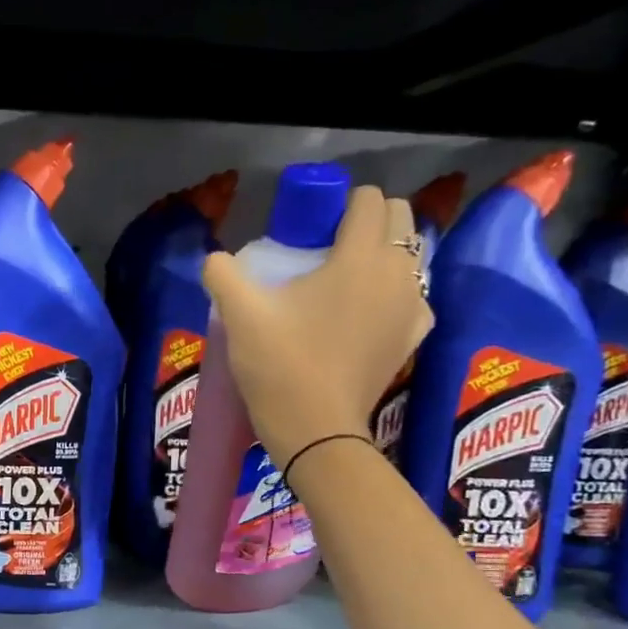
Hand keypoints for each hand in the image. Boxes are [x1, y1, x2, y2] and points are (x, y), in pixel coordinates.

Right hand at [201, 184, 432, 464]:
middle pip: (399, 217)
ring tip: (344, 280)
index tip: (310, 227)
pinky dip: (394, 292)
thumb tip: (214, 259)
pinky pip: (413, 296)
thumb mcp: (240, 316)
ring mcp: (412, 305)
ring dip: (383, 254)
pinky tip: (366, 312)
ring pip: (410, 256)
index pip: (367, 199)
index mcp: (361, 256)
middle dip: (368, 220)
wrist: (316, 429)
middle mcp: (398, 271)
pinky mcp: (413, 336)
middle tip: (327, 247)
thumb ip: (223, 275)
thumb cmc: (281, 366)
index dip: (339, 203)